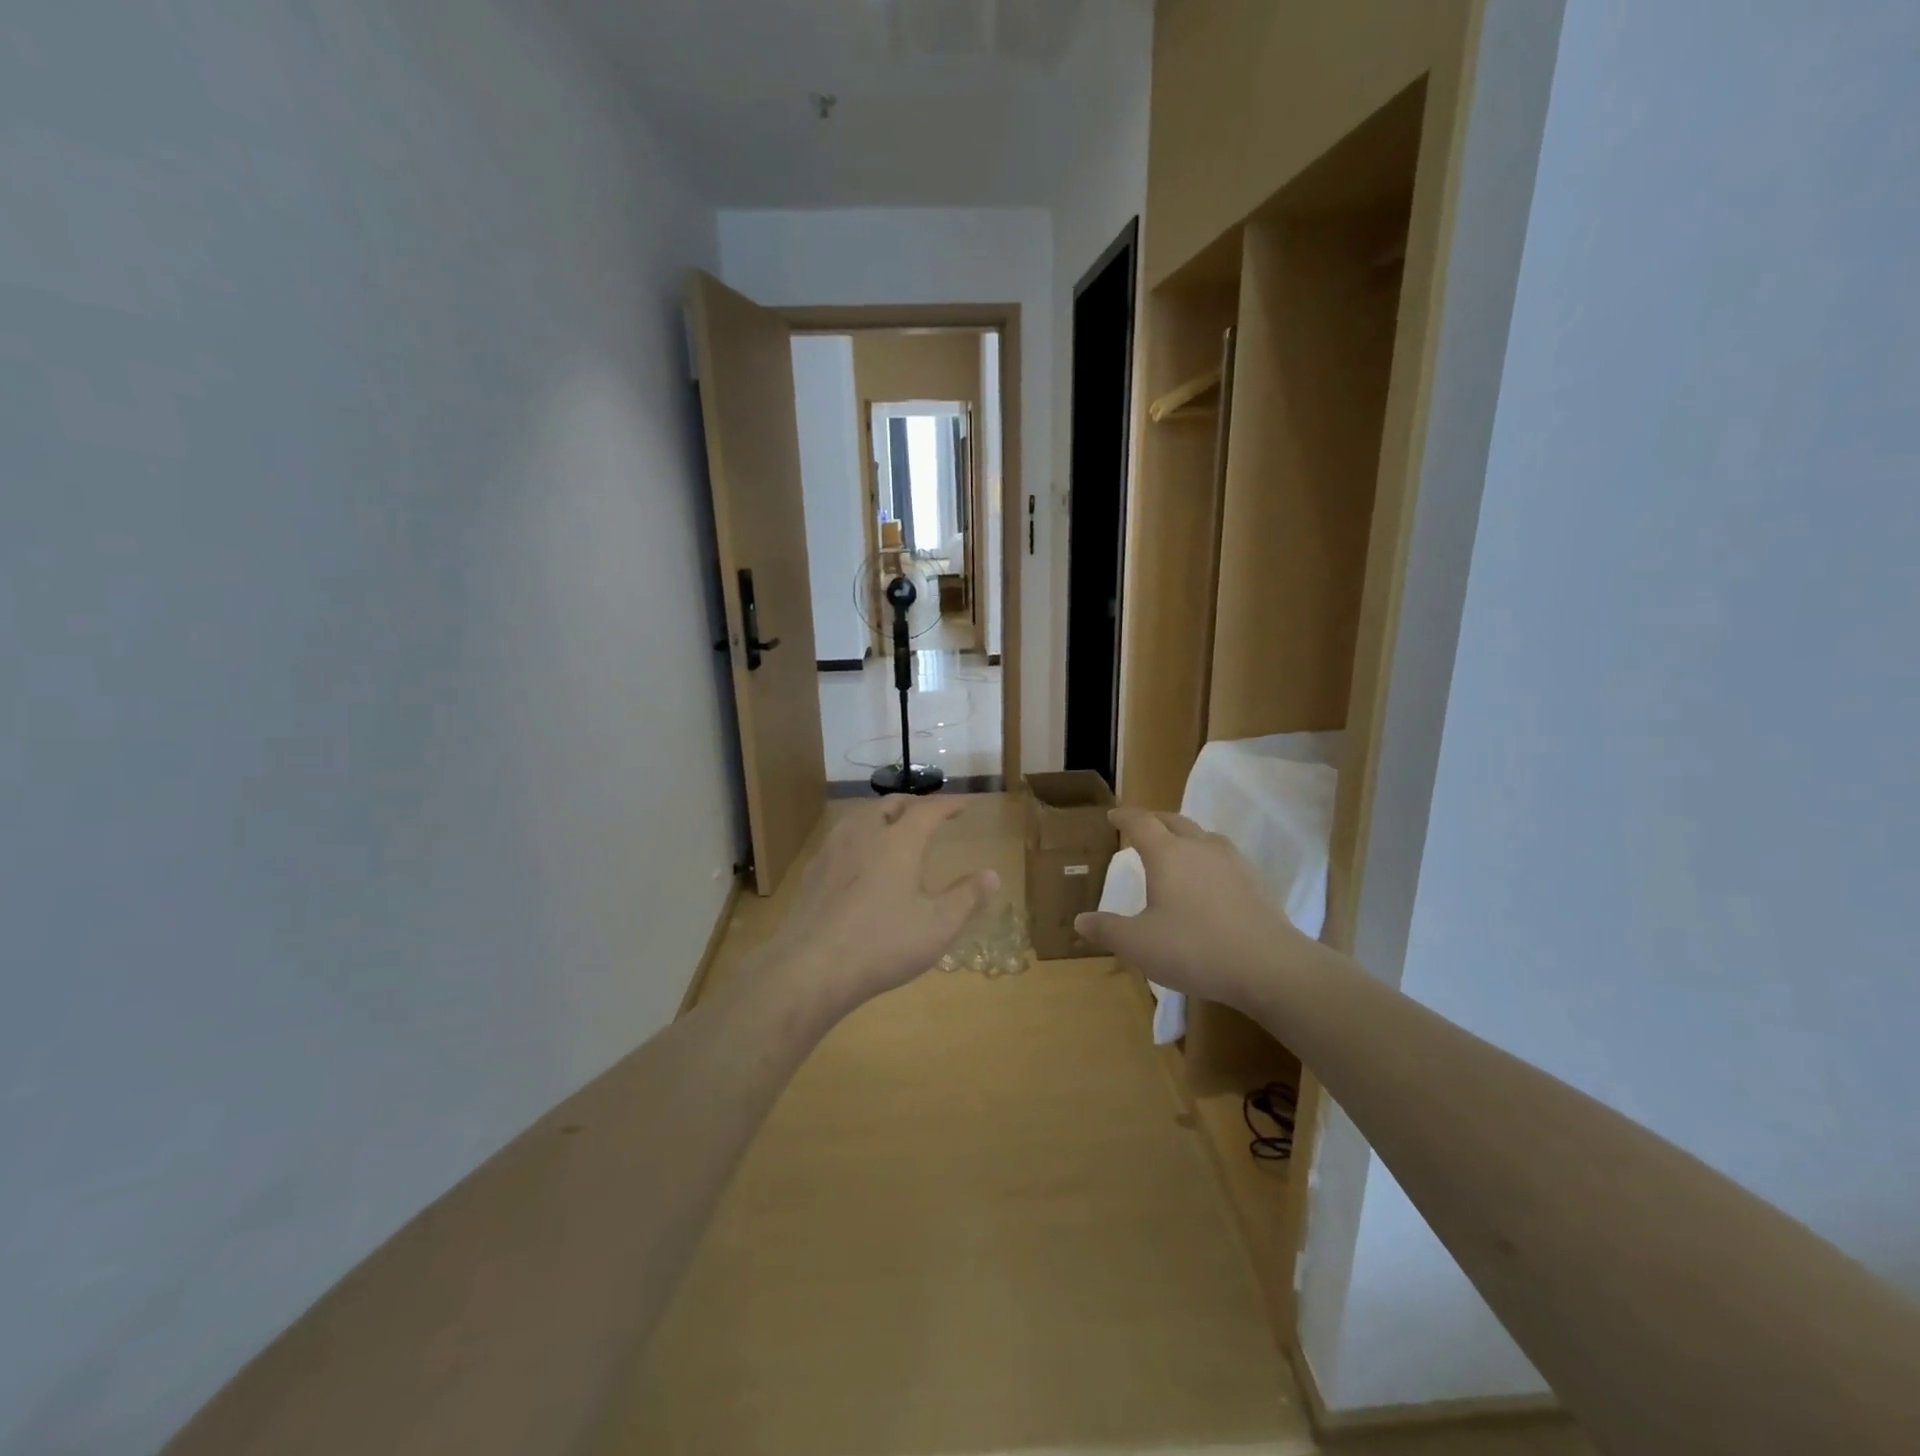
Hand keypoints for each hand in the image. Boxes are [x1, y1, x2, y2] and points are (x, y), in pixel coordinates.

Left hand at [765, 795, 997, 1016]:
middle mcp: (864, 833)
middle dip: (914, 805)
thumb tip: (992, 875)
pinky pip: (841, 838)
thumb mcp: (938, 925)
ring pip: (861, 816)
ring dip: (883, 815)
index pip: (929, 809)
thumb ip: (967, 897)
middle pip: (891, 805)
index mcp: (899, 840)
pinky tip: (859, 859)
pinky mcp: (812, 871)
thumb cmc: (883, 943)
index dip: (949, 804)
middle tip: (930, 815)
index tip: (964, 805)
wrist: (810, 967)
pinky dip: (859, 836)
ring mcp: (833, 850)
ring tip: (894, 828)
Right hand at [1073, 809, 1321, 1012]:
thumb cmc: (1194, 949)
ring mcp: (1232, 862)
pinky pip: (1224, 857)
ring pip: (1203, 835)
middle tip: (1142, 827)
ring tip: (1177, 850)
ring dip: (1185, 836)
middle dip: (1154, 820)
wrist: (1269, 966)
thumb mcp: (1139, 944)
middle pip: (1174, 821)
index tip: (1113, 816)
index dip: (1125, 817)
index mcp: (1167, 854)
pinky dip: (1208, 858)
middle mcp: (1199, 847)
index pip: (1141, 822)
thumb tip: (1080, 920)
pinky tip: (1210, 880)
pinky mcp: (1255, 882)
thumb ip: (1107, 930)